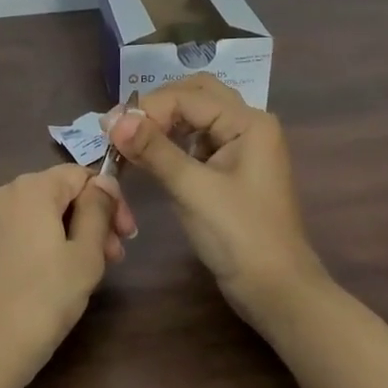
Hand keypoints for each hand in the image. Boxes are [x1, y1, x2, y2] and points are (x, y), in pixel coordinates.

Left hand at [0, 165, 132, 387]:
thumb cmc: (44, 300)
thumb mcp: (85, 255)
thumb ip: (98, 210)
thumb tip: (104, 182)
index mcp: (30, 187)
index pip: (81, 175)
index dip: (111, 199)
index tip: (127, 236)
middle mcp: (2, 192)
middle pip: (59, 192)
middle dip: (92, 218)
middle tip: (115, 258)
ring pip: (41, 212)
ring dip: (72, 232)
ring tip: (92, 270)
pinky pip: (22, 229)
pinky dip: (46, 242)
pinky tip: (59, 274)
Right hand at [106, 74, 326, 325]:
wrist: (276, 291)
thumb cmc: (239, 237)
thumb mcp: (192, 189)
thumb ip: (154, 150)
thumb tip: (113, 119)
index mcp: (248, 123)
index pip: (187, 97)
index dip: (147, 109)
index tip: (110, 130)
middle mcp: (248, 125)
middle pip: (195, 95)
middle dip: (156, 107)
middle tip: (121, 128)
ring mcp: (241, 147)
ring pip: (195, 116)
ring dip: (162, 123)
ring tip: (128, 141)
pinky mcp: (231, 168)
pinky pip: (197, 140)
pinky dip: (171, 142)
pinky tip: (148, 157)